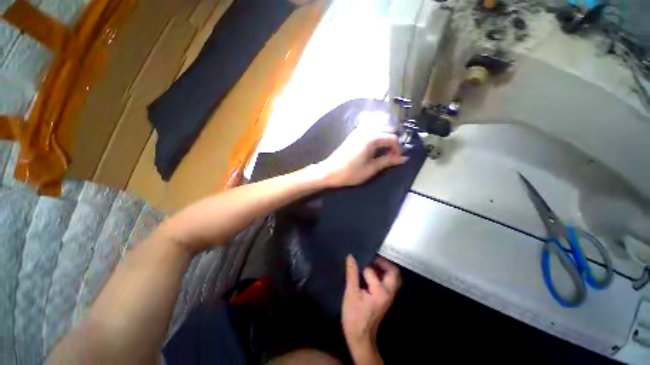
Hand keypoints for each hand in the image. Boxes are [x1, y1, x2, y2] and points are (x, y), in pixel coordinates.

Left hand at [316, 127, 406, 187]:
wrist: (329, 171)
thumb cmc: (350, 172)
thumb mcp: (371, 169)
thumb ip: (387, 161)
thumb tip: (403, 158)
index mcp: (371, 138)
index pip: (392, 138)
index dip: (398, 148)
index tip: (397, 159)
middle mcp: (365, 131)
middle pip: (386, 129)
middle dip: (392, 141)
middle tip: (392, 155)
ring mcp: (358, 131)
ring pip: (378, 127)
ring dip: (384, 136)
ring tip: (384, 150)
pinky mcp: (353, 135)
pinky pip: (369, 128)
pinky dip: (376, 133)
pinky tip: (375, 145)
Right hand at [342, 255, 401, 361]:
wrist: (361, 339)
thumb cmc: (354, 317)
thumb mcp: (351, 294)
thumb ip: (352, 273)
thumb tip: (351, 256)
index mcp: (380, 291)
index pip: (371, 270)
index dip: (362, 264)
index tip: (355, 258)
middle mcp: (389, 292)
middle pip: (393, 272)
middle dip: (382, 262)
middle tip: (370, 257)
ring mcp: (389, 297)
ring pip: (392, 277)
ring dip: (383, 268)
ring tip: (369, 263)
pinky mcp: (386, 299)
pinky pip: (388, 282)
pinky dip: (381, 275)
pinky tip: (369, 274)